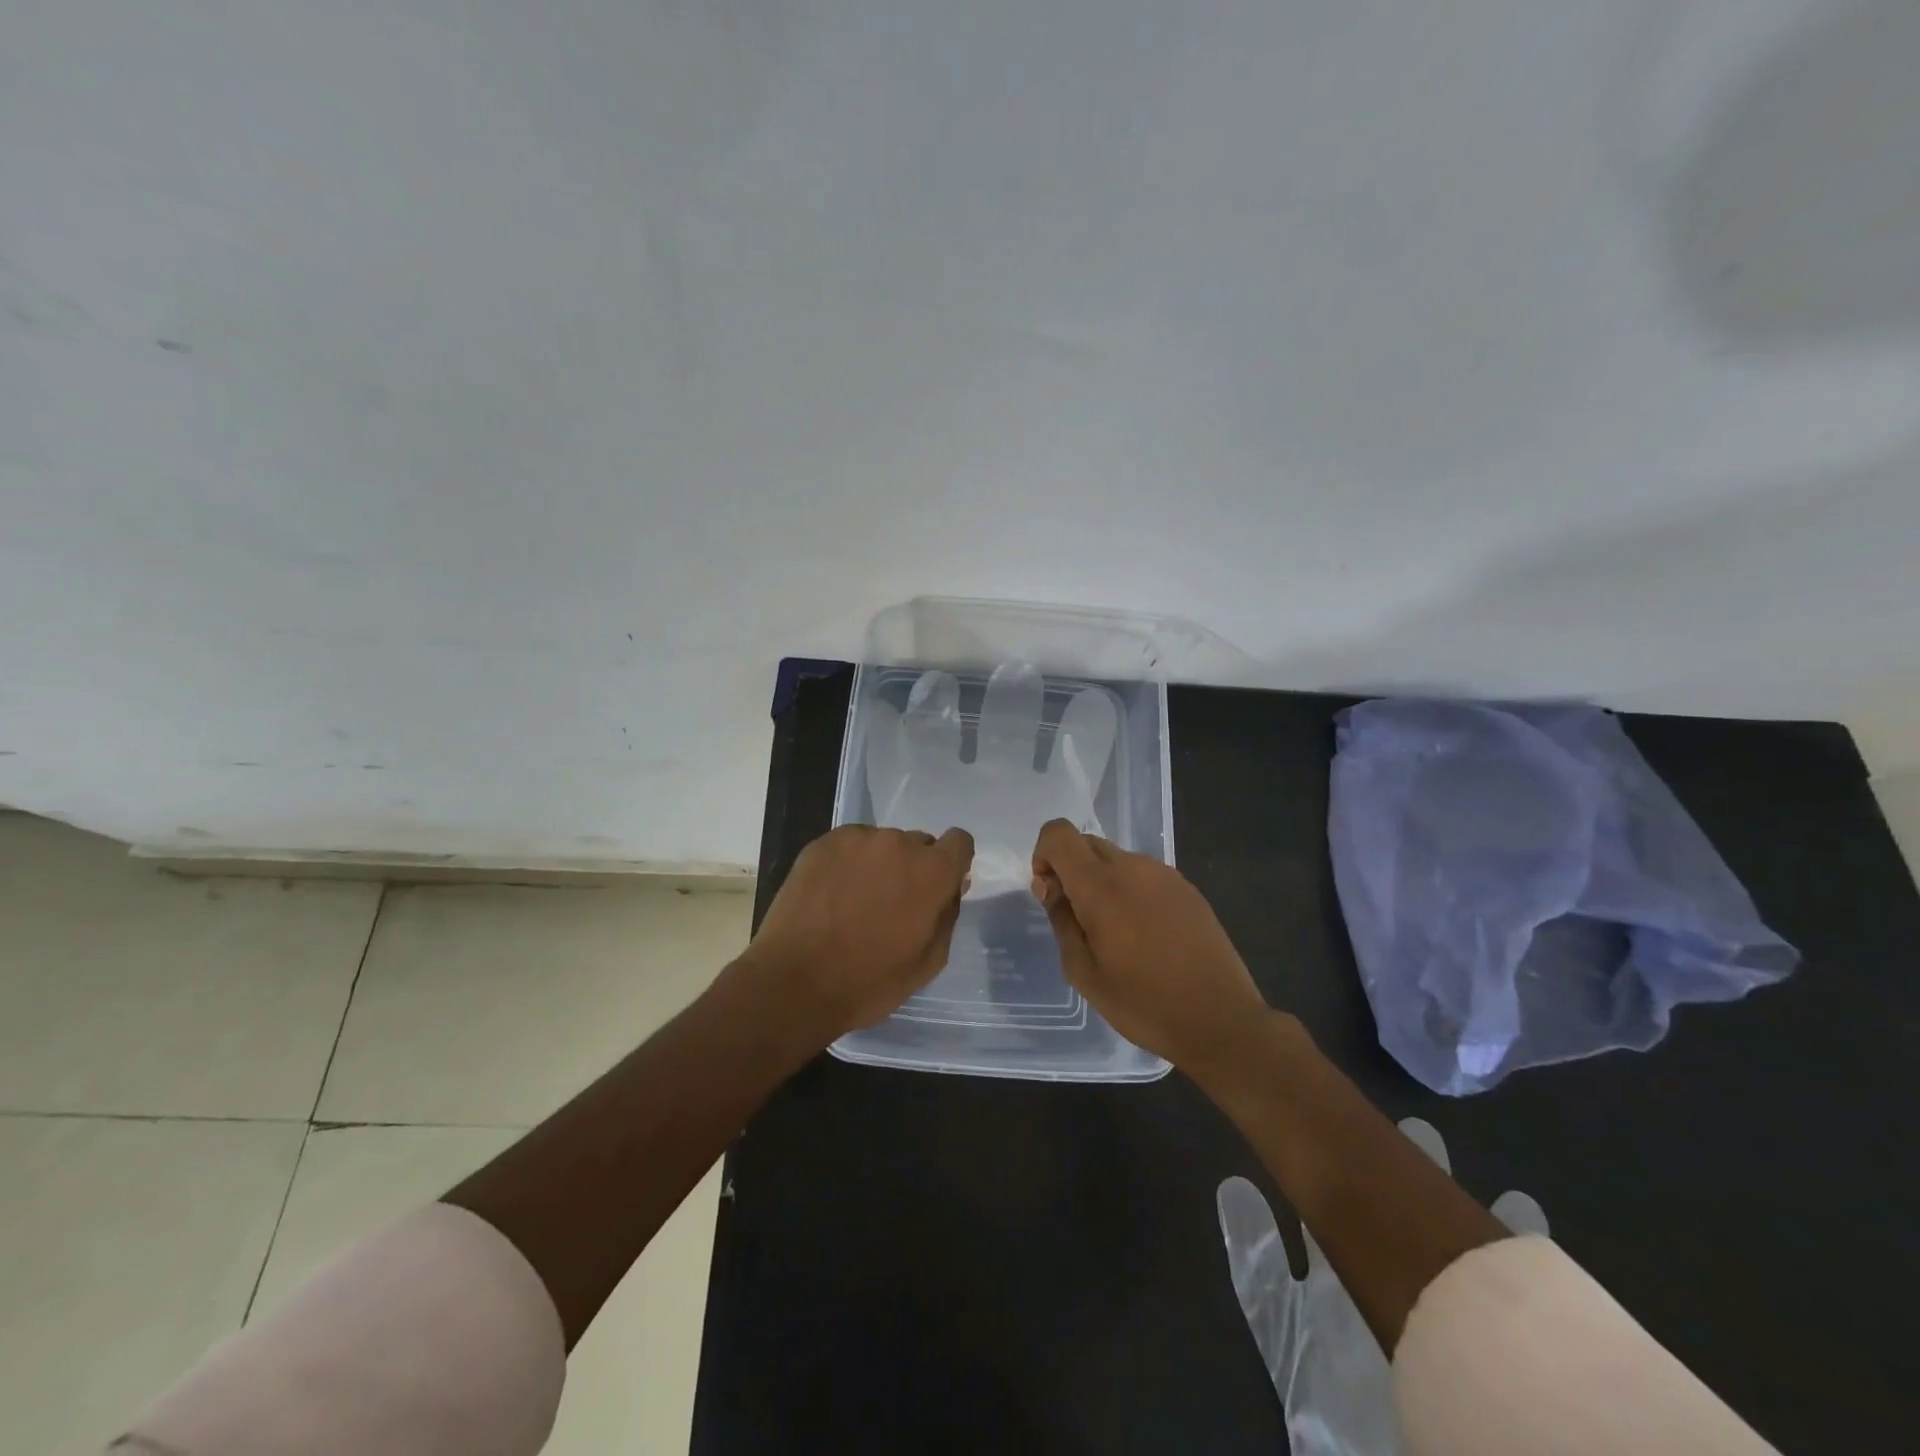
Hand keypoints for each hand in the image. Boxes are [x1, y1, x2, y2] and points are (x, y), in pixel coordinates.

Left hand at [742, 824, 974, 1038]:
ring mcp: (857, 839)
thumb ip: (947, 915)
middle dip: (913, 868)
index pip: (959, 841)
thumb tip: (952, 887)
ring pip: (882, 844)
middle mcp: (898, 843)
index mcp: (931, 872)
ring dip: (879, 865)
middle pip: (919, 844)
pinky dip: (848, 863)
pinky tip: (832, 894)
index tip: (938, 886)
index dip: (952, 862)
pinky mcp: (823, 843)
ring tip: (855, 901)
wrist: (794, 982)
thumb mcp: (928, 962)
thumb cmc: (868, 982)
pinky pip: (849, 845)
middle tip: (891, 904)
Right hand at [1031, 818, 1268, 1069]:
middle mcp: (1133, 867)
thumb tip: (1051, 887)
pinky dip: (1131, 891)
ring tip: (1116, 933)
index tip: (1050, 893)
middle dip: (1071, 870)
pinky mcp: (1187, 888)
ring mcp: (1165, 875)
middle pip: (1087, 844)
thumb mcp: (1084, 972)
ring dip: (1102, 881)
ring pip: (1117, 859)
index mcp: (1101, 885)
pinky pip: (1144, 875)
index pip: (1059, 834)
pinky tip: (1146, 935)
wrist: (1221, 1020)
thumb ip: (1062, 920)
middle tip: (1078, 919)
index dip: (1044, 855)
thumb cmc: (1143, 1003)